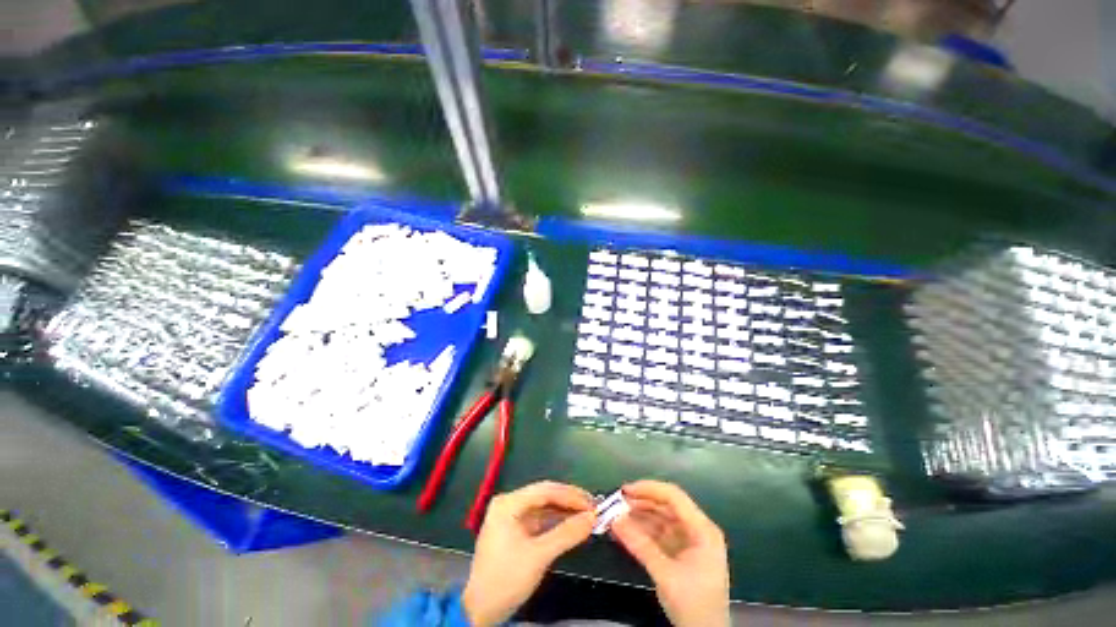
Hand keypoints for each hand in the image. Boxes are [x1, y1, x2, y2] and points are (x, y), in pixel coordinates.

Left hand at [462, 481, 595, 625]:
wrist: (480, 611)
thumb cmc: (506, 578)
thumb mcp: (538, 556)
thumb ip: (566, 534)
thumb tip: (591, 518)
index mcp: (509, 503)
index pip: (544, 490)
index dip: (570, 495)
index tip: (591, 503)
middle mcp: (509, 504)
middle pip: (544, 496)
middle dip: (568, 501)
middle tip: (592, 508)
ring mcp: (511, 518)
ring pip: (543, 508)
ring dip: (564, 512)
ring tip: (586, 516)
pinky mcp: (515, 532)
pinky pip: (539, 521)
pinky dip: (556, 523)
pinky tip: (571, 526)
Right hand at [611, 481, 729, 626]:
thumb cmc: (694, 605)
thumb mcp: (666, 575)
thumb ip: (640, 546)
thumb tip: (614, 520)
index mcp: (703, 530)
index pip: (674, 497)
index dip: (649, 489)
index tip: (625, 491)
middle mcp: (697, 529)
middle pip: (666, 506)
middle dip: (641, 503)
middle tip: (617, 503)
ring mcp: (688, 540)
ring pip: (660, 518)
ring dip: (639, 517)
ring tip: (616, 516)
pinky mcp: (680, 551)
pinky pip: (659, 533)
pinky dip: (642, 531)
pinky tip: (626, 530)